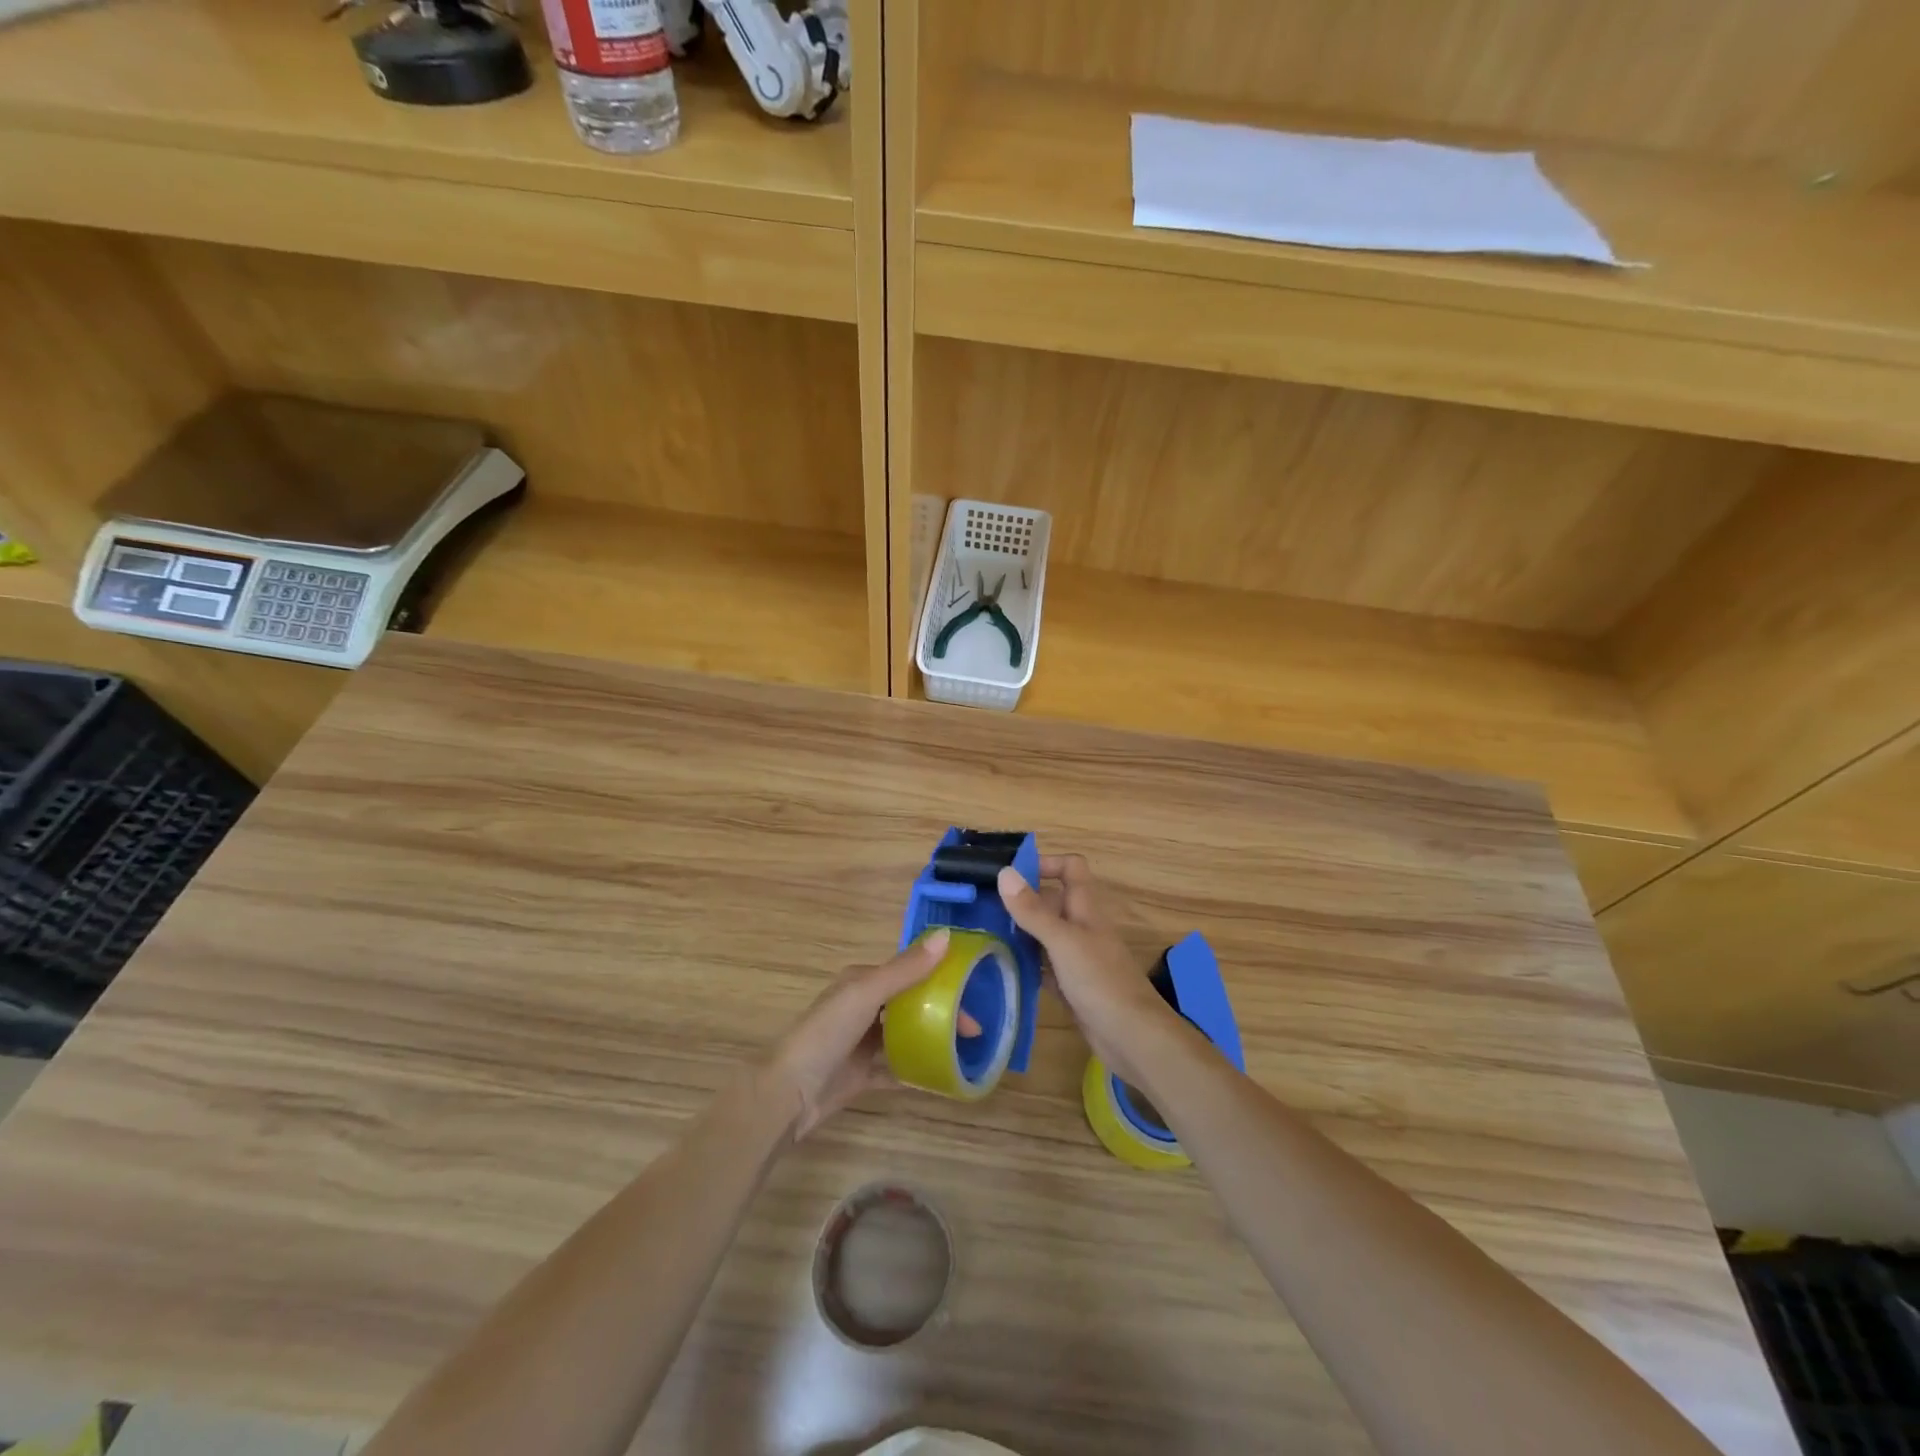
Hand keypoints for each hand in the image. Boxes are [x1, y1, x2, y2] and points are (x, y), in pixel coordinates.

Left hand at [762, 930, 977, 1139]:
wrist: (788, 1094)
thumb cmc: (826, 1034)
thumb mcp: (866, 994)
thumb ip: (906, 969)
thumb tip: (946, 936)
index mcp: (861, 982)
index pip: (908, 973)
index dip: (940, 980)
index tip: (971, 997)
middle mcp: (861, 1008)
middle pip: (909, 1004)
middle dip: (940, 1012)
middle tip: (973, 1032)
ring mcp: (860, 1043)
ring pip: (903, 1035)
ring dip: (930, 1039)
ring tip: (964, 1051)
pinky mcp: (860, 1075)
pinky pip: (895, 1069)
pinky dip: (916, 1071)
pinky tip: (940, 1077)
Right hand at [997, 856, 1180, 1082]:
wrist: (1133, 1037)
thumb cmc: (1100, 981)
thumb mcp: (1063, 941)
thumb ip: (1033, 910)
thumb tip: (1004, 872)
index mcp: (1085, 909)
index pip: (1071, 869)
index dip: (1046, 864)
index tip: (1012, 876)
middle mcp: (1082, 928)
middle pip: (1052, 902)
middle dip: (1023, 901)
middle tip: (985, 908)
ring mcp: (1078, 958)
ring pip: (1046, 935)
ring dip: (1022, 933)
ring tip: (986, 935)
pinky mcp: (1072, 986)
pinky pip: (1046, 966)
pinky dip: (1028, 964)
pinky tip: (1005, 969)